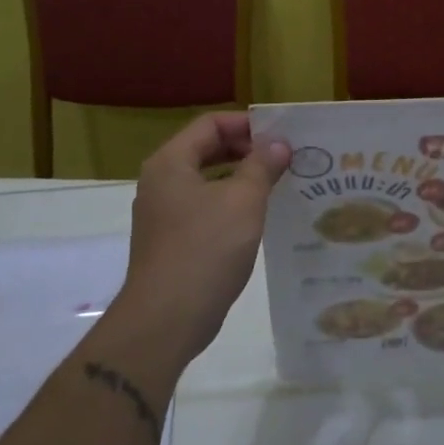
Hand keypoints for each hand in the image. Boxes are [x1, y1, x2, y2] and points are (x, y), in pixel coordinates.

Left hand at [112, 113, 290, 366]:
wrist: (165, 320)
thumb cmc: (205, 249)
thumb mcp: (243, 201)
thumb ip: (262, 166)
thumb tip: (277, 144)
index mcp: (171, 163)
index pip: (210, 124)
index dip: (246, 124)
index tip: (280, 136)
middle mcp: (160, 182)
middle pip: (205, 149)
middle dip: (245, 150)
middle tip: (283, 159)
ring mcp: (162, 214)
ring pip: (205, 181)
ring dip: (239, 178)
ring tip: (276, 185)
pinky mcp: (169, 242)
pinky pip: (202, 209)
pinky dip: (228, 205)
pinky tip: (256, 219)